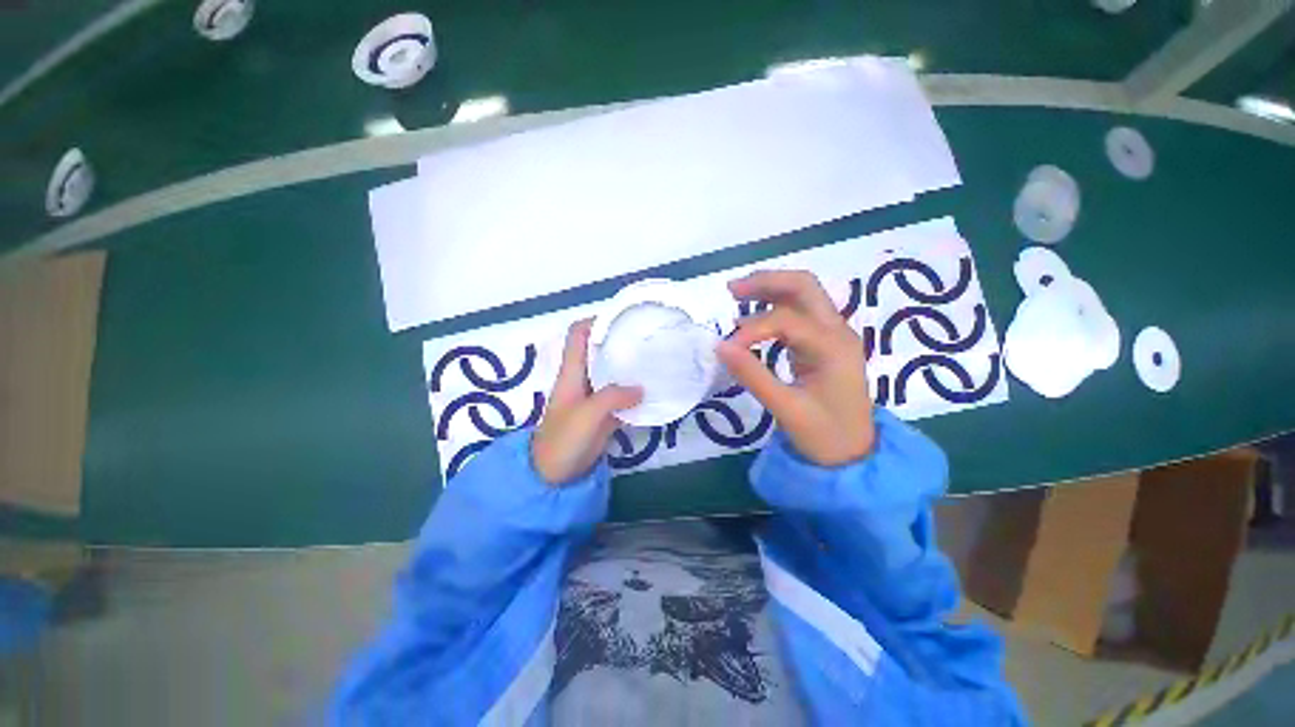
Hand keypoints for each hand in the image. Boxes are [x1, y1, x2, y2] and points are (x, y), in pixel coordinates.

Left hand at [532, 319, 642, 484]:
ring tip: (654, 359)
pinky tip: (653, 389)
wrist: (554, 474)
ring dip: (630, 366)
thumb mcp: (587, 414)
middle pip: (599, 350)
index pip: (578, 334)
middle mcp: (583, 378)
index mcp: (572, 372)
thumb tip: (641, 389)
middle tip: (647, 338)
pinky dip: (635, 391)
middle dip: (620, 342)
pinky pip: (621, 396)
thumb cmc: (563, 439)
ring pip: (612, 372)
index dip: (595, 321)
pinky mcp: (604, 413)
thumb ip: (613, 397)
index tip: (622, 319)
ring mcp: (594, 396)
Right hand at [716, 271, 874, 466]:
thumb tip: (720, 346)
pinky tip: (752, 320)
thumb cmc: (824, 436)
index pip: (786, 320)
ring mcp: (833, 335)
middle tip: (731, 290)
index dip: (751, 329)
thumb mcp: (785, 408)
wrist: (854, 455)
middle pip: (804, 286)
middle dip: (766, 281)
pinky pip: (799, 314)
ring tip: (736, 296)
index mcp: (834, 347)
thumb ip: (752, 375)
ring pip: (803, 295)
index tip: (727, 348)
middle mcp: (837, 332)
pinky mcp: (824, 344)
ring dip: (770, 289)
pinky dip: (774, 309)